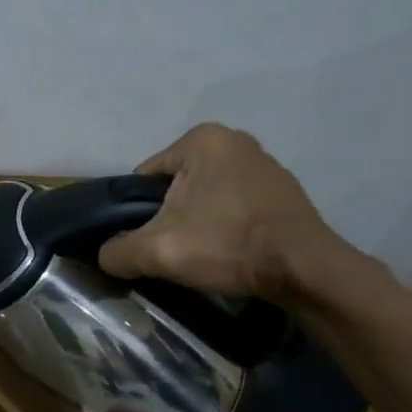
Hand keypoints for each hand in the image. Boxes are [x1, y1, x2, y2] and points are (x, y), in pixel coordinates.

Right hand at [96, 123, 344, 300]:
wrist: (307, 272)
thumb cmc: (228, 245)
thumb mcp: (156, 251)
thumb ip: (116, 251)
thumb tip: (104, 256)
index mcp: (201, 139)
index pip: (144, 179)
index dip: (137, 214)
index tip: (149, 241)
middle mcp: (233, 139)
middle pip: (173, 187)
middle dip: (168, 217)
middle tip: (173, 250)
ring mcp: (263, 163)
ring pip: (203, 197)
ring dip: (196, 222)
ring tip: (202, 253)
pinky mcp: (281, 190)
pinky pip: (232, 204)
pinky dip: (224, 225)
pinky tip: (228, 249)